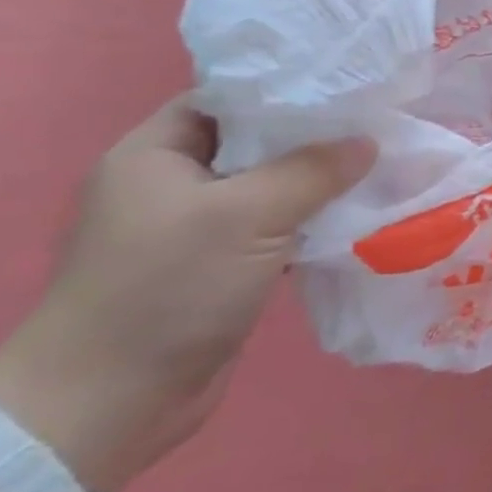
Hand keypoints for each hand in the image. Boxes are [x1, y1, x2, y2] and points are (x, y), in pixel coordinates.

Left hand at [0, 100, 374, 491]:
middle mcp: (172, 184)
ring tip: (382, 168)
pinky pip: (275, 230)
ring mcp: (196, 230)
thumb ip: (312, 170)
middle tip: (379, 126)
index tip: (349, 88)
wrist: (109, 403)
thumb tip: (367, 143)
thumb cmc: (167, 288)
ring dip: (320, 185)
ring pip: (271, 189)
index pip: (227, 99)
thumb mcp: (247, 215)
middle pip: (256, 143)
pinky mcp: (218, 269)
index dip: (286, 90)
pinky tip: (358, 219)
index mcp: (154, 154)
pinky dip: (312, 224)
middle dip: (316, 138)